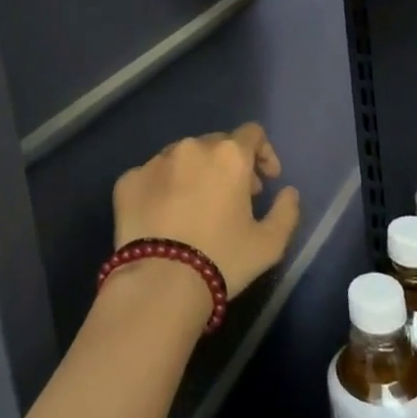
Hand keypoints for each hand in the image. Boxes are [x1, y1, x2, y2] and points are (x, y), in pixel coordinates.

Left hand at [112, 123, 300, 297]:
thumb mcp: (269, 244)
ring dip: (195, 173)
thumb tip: (288, 193)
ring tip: (196, 207)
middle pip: (216, 144)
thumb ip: (286, 211)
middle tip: (233, 198)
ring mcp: (155, 161)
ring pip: (182, 157)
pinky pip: (152, 176)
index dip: (263, 154)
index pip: (252, 134)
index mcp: (229, 155)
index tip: (266, 181)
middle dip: (229, 165)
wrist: (160, 283)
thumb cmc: (222, 259)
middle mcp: (191, 147)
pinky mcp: (128, 180)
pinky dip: (163, 188)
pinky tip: (165, 217)